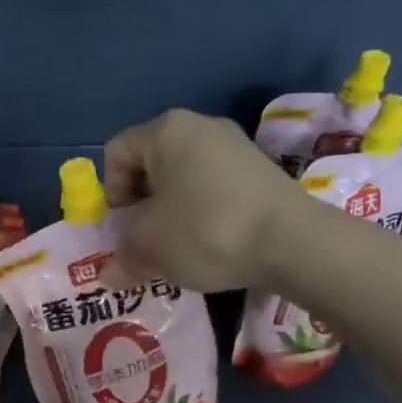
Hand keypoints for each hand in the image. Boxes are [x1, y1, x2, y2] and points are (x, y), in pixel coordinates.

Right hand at [104, 108, 301, 291]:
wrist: (293, 242)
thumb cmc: (205, 231)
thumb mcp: (149, 248)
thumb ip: (122, 257)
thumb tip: (108, 275)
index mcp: (166, 131)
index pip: (116, 154)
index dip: (110, 194)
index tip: (125, 229)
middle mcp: (200, 126)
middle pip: (150, 165)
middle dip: (140, 207)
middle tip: (145, 243)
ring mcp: (234, 146)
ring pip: (182, 179)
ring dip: (170, 213)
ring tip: (177, 248)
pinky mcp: (259, 170)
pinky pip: (212, 188)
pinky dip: (201, 213)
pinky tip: (209, 243)